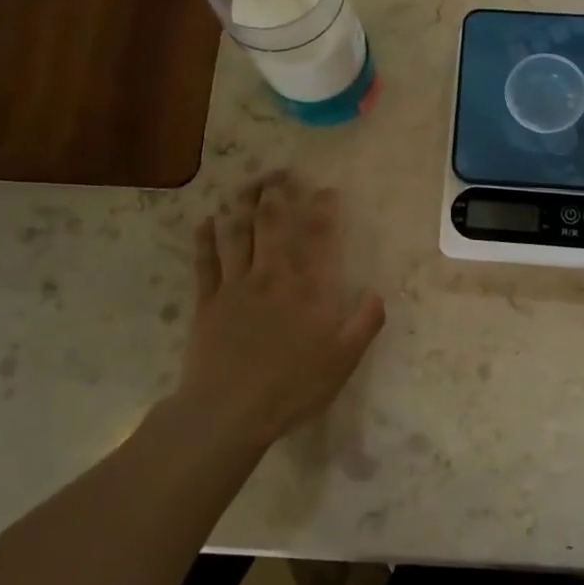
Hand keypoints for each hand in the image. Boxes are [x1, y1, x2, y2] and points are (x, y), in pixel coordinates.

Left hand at [179, 172, 385, 447]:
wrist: (228, 412)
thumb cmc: (291, 387)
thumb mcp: (342, 361)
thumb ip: (364, 324)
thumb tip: (378, 294)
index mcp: (307, 288)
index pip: (318, 236)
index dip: (323, 208)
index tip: (327, 190)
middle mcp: (271, 275)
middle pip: (271, 222)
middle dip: (276, 192)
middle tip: (280, 172)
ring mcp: (235, 285)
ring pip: (237, 232)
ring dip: (242, 203)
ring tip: (248, 184)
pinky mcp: (207, 301)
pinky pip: (205, 260)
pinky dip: (206, 237)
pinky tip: (207, 220)